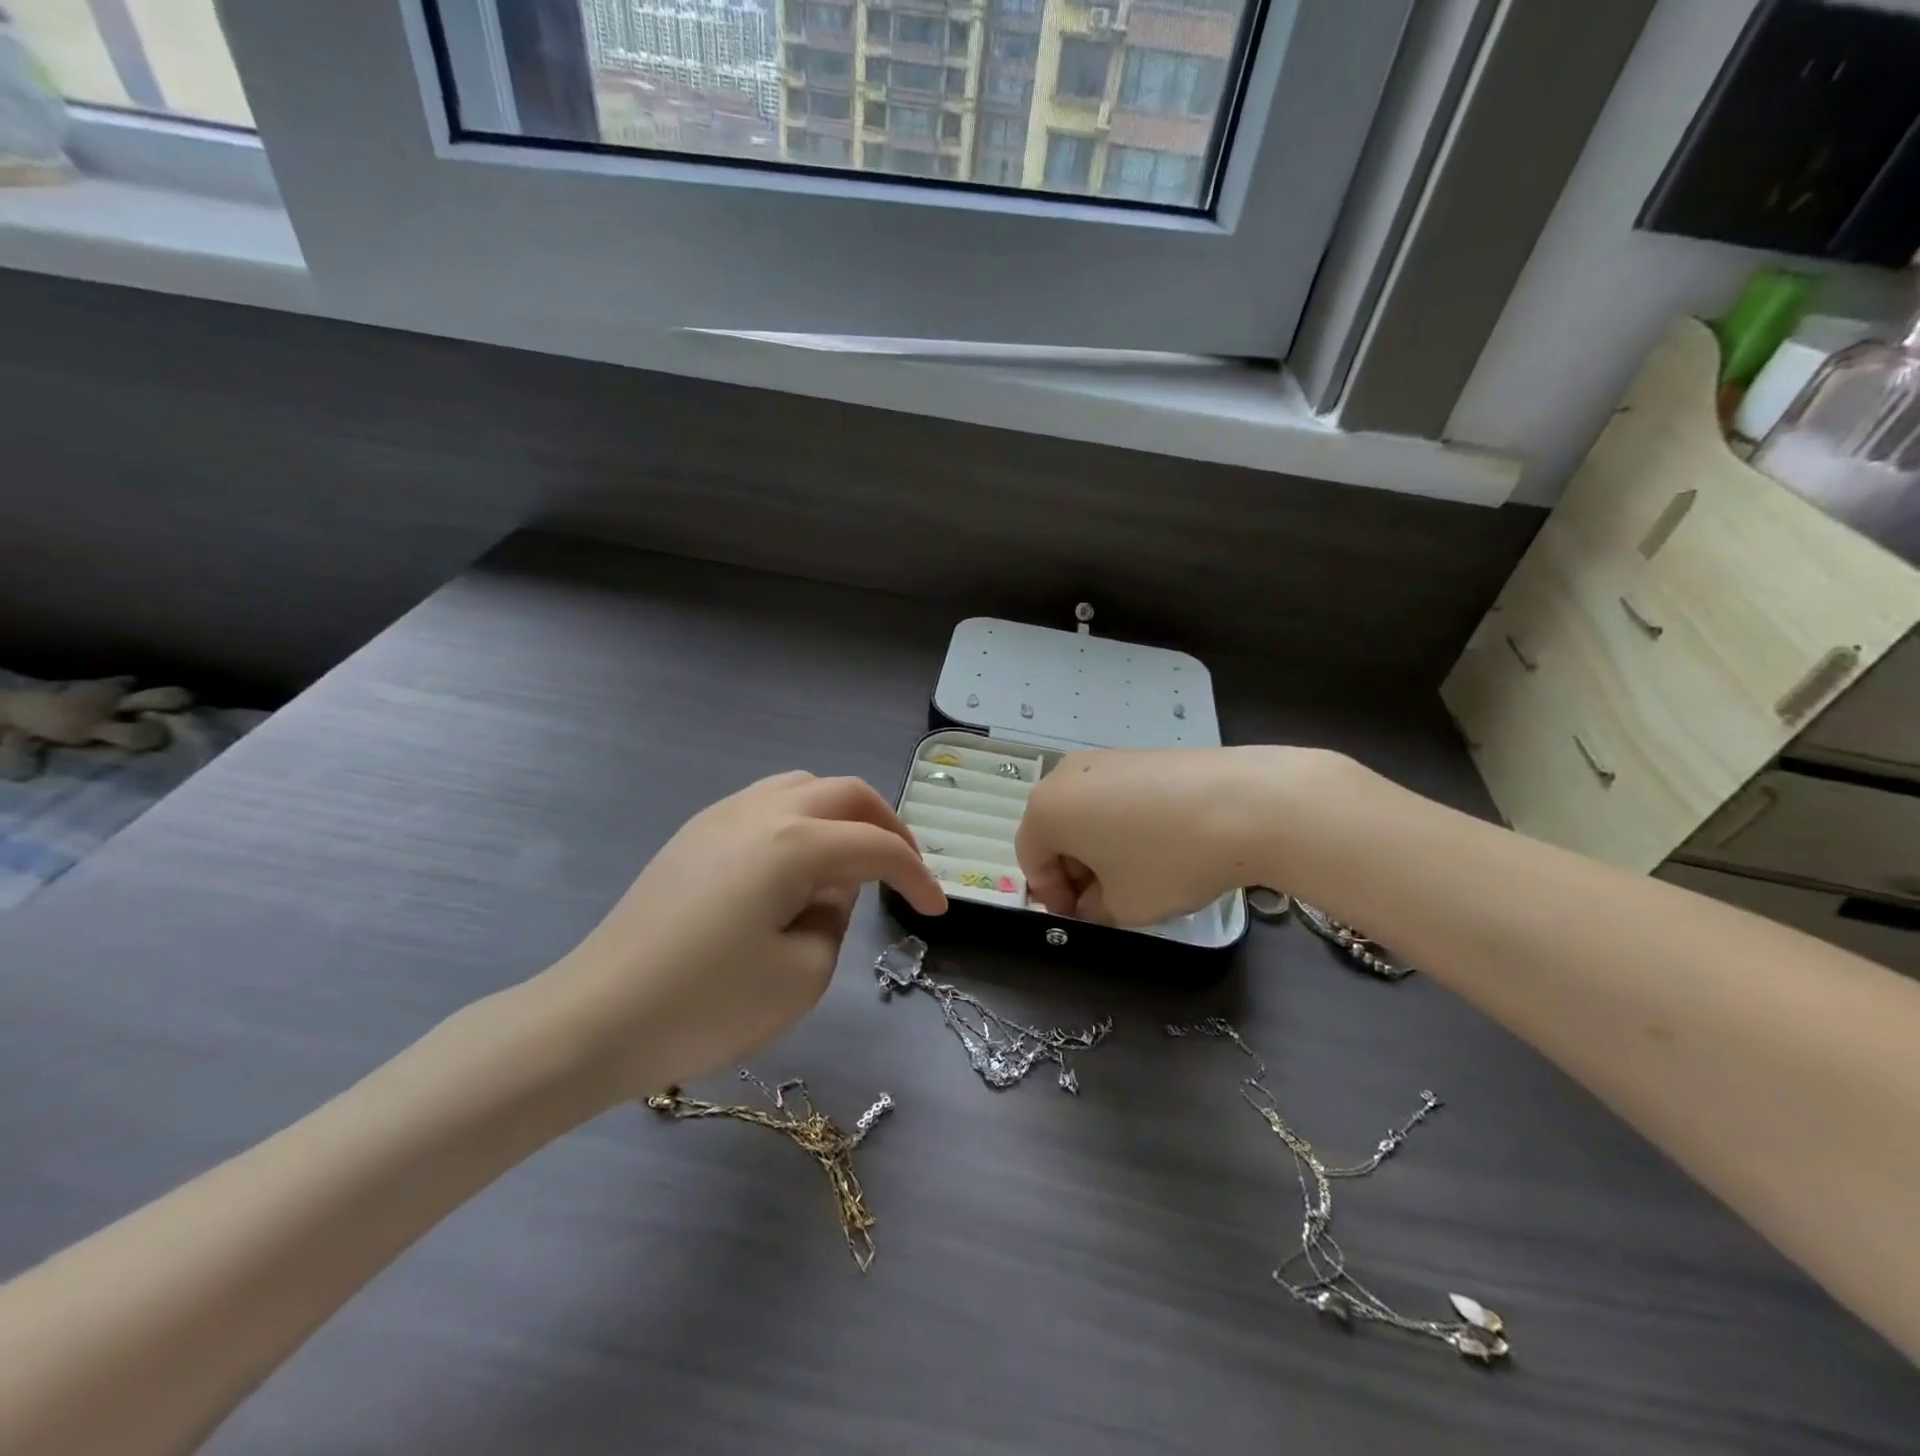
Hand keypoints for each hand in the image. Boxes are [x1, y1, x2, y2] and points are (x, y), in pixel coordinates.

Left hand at [538, 772, 945, 1100]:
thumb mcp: (801, 975)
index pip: (876, 847)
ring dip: (842, 815)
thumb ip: (834, 921)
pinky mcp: (694, 835)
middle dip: (887, 827)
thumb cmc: (705, 1005)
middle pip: (845, 793)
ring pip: (803, 787)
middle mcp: (761, 811)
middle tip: (905, 869)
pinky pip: (765, 804)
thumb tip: (828, 890)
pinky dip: (801, 821)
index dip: (917, 876)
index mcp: (794, 843)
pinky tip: (796, 866)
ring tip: (852, 861)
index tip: (937, 911)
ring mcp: (720, 816)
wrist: (594, 1019)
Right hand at [1016, 746, 1329, 924]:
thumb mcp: (1123, 906)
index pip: (1031, 860)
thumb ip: (1093, 911)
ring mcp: (1104, 758)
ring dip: (1098, 847)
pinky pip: (1114, 795)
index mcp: (1046, 811)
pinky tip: (1160, 845)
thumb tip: (1091, 902)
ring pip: (1085, 812)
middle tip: (1105, 901)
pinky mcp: (1140, 754)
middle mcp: (1065, 775)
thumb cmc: (1167, 860)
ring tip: (1136, 875)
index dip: (1051, 896)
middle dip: (1074, 870)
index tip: (1080, 919)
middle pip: (1055, 831)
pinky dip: (1123, 823)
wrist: (1244, 803)